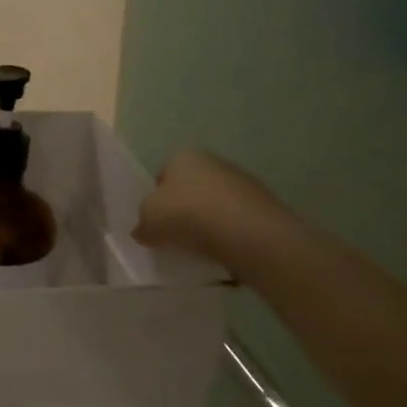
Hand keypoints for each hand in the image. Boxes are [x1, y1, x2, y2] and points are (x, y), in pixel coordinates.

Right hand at [133, 149, 277, 270]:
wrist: (247, 232)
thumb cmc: (187, 214)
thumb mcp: (148, 220)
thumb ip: (142, 225)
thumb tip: (144, 231)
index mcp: (183, 156)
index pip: (162, 175)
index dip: (155, 199)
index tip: (155, 221)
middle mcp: (214, 161)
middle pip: (190, 188)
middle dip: (182, 209)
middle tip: (174, 235)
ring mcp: (243, 182)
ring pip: (215, 204)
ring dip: (207, 222)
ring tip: (199, 247)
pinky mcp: (264, 205)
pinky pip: (236, 220)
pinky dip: (228, 233)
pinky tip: (222, 250)